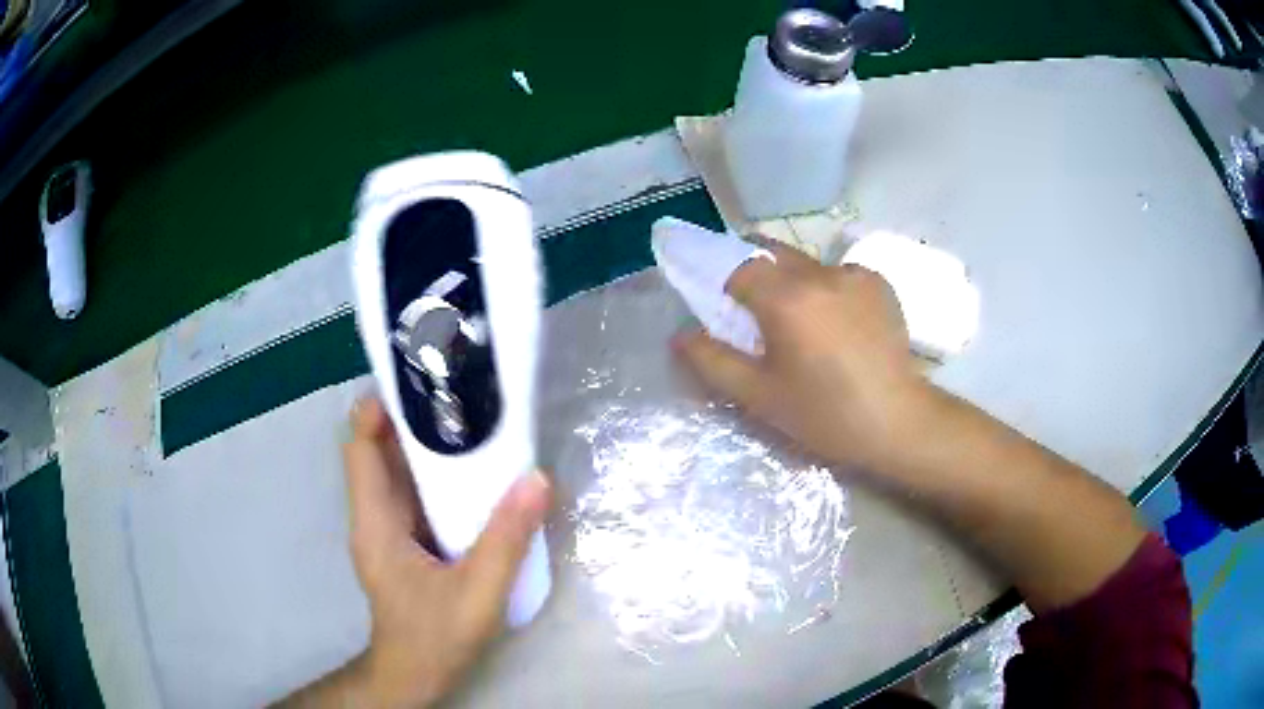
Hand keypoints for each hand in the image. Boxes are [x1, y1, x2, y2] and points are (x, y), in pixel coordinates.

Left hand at [282, 397, 550, 707]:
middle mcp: (374, 516)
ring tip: (470, 416)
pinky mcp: (403, 539)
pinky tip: (472, 470)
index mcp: (376, 523)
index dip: (379, 410)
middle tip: (458, 389)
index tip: (418, 381)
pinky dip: (436, 473)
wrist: (414, 674)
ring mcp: (387, 528)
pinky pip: (413, 492)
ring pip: (397, 470)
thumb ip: (506, 540)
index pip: (360, 449)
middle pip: (379, 450)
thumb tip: (536, 480)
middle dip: (411, 417)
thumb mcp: (478, 593)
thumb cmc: (434, 637)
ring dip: (426, 443)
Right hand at [674, 244, 922, 470]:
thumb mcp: (760, 396)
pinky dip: (827, 289)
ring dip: (793, 281)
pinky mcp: (879, 283)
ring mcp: (854, 273)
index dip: (722, 280)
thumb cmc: (825, 414)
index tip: (721, 304)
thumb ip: (713, 361)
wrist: (897, 421)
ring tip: (801, 322)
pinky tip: (837, 323)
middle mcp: (820, 273)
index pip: (737, 266)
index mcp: (786, 298)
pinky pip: (839, 274)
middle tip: (753, 307)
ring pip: (807, 263)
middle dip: (753, 270)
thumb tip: (681, 335)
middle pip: (771, 253)